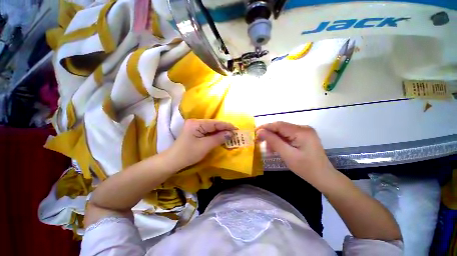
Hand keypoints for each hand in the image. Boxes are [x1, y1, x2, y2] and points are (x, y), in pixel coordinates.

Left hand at [167, 119, 236, 169]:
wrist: (173, 161)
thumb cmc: (188, 153)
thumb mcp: (205, 146)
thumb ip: (219, 138)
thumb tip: (231, 133)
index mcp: (196, 123)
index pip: (215, 123)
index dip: (226, 126)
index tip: (236, 128)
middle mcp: (196, 122)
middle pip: (213, 125)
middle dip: (224, 129)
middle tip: (235, 133)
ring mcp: (195, 127)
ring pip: (211, 129)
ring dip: (220, 132)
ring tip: (230, 135)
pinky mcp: (195, 132)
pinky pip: (208, 132)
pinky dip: (215, 135)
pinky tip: (221, 137)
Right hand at [256, 122, 335, 184]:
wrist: (323, 177)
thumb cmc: (306, 168)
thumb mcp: (287, 155)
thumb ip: (273, 141)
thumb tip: (260, 132)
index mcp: (301, 131)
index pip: (278, 125)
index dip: (265, 127)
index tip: (254, 133)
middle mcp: (303, 128)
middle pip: (280, 127)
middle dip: (269, 134)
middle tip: (259, 142)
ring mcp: (303, 132)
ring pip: (282, 132)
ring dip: (273, 139)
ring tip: (268, 149)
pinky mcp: (303, 136)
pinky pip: (287, 136)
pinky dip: (279, 141)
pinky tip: (275, 149)